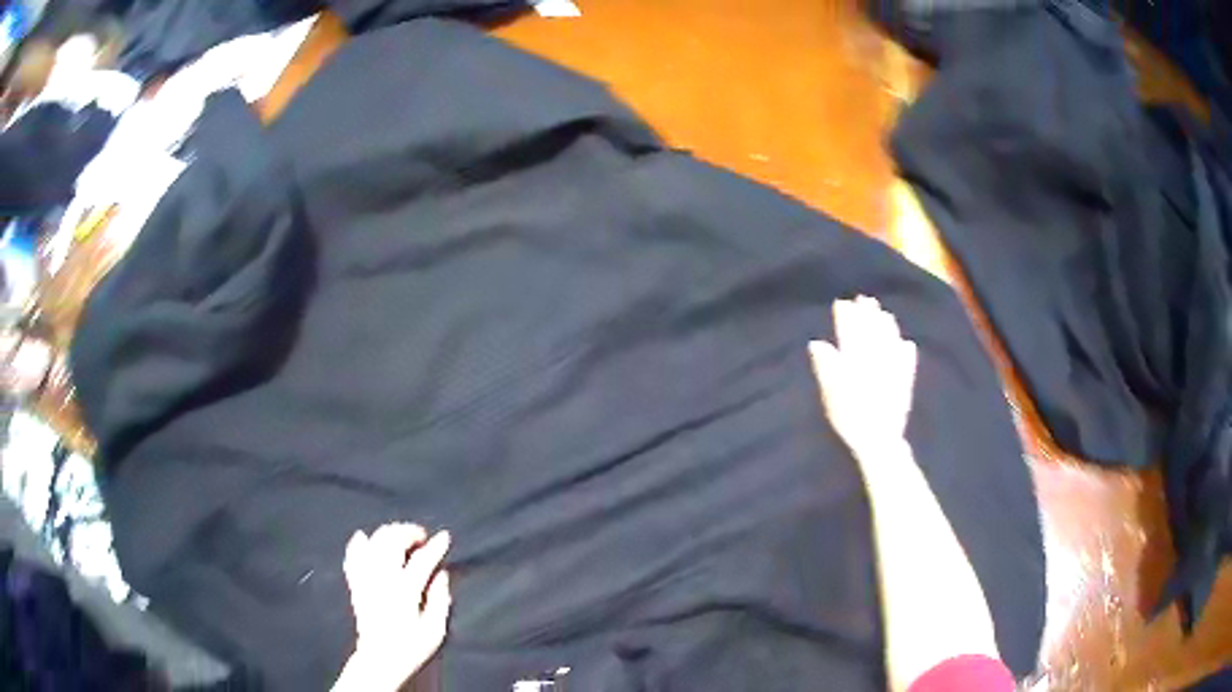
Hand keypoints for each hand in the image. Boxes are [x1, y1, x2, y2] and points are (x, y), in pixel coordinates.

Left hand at [341, 524, 451, 689]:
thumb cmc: (411, 647)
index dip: (436, 546)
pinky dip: (358, 543)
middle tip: (422, 538)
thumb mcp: (435, 630)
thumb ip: (440, 599)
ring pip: (373, 542)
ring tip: (401, 537)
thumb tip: (442, 574)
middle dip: (409, 532)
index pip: (422, 560)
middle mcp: (383, 580)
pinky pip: (352, 555)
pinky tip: (364, 538)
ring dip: (388, 533)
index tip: (445, 537)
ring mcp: (366, 579)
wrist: (380, 658)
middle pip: (393, 541)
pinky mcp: (355, 583)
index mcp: (405, 591)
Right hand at [809, 296, 917, 454]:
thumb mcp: (830, 395)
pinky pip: (907, 361)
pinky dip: (906, 351)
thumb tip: (817, 343)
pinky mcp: (905, 382)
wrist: (880, 439)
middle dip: (868, 315)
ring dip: (887, 326)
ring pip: (891, 341)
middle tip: (866, 299)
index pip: (849, 332)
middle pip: (871, 332)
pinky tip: (907, 344)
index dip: (846, 316)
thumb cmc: (850, 420)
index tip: (842, 302)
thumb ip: (826, 367)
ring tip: (885, 314)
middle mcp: (875, 359)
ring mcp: (893, 369)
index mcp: (855, 360)